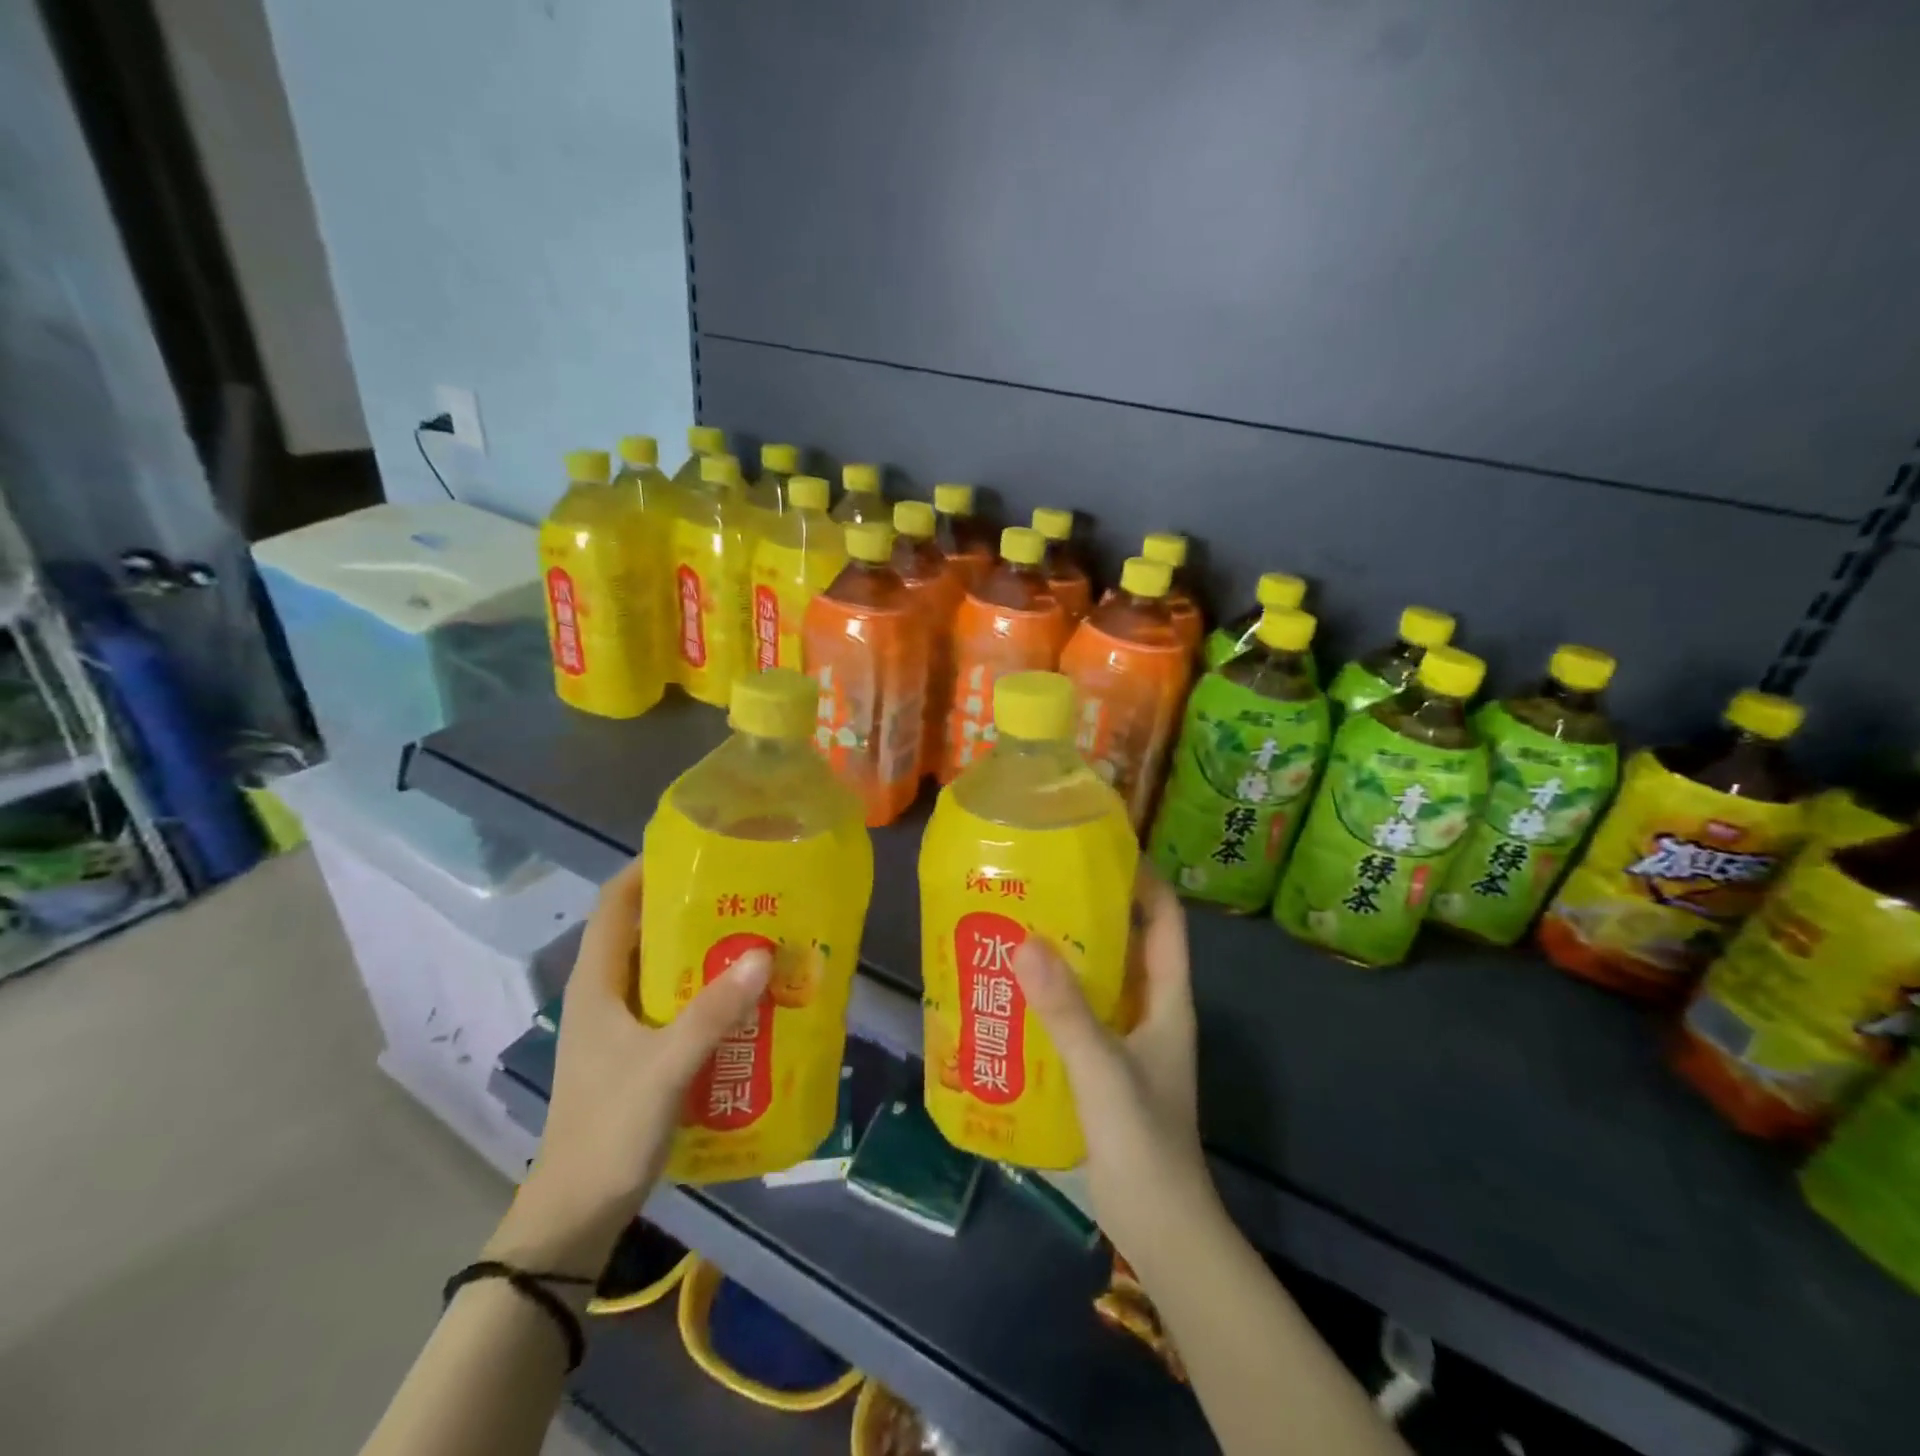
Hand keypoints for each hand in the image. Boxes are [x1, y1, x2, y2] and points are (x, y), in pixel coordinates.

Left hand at [488, 857, 769, 1275]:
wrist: (576, 1215)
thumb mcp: (664, 1067)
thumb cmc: (608, 1130)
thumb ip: (713, 1012)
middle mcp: (607, 992)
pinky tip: (746, 995)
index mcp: (597, 982)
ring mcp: (622, 1023)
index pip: (615, 902)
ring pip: (664, 966)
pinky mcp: (640, 1050)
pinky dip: (708, 989)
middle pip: (646, 929)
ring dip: (705, 950)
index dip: (648, 867)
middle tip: (747, 891)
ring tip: (757, 934)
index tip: (698, 848)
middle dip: (693, 906)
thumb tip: (762, 953)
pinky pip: (677, 1001)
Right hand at [1012, 866, 1214, 1266]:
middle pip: (1128, 942)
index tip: (1100, 851)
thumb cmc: (1144, 1141)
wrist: (1159, 1226)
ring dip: (1069, 952)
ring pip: (1101, 977)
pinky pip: (1081, 1012)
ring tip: (1020, 925)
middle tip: (1042, 883)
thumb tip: (1026, 941)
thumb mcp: (1103, 1069)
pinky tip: (1015, 990)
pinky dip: (1054, 995)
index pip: (1165, 920)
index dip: (1143, 880)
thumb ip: (1066, 1009)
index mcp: (1168, 999)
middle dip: (1092, 910)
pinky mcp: (1105, 1064)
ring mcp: (1129, 1038)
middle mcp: (1152, 1009)